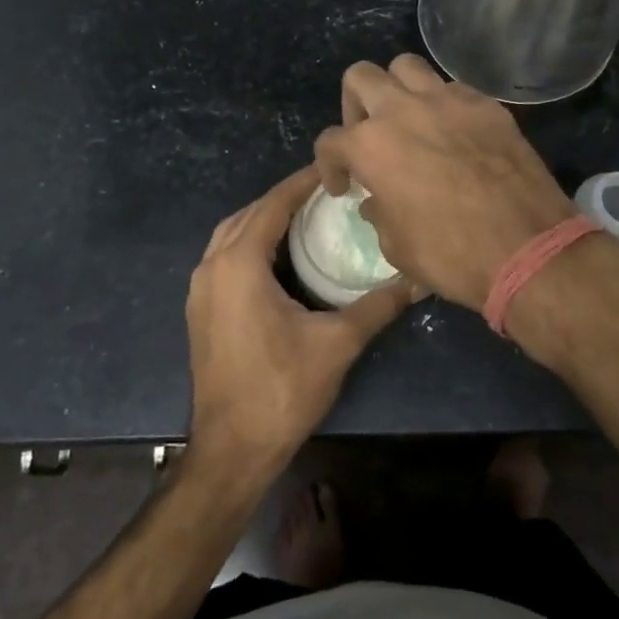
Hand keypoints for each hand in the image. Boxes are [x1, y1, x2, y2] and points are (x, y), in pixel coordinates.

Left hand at [186, 165, 413, 472]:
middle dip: (283, 198)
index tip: (331, 169)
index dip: (301, 183)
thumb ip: (378, 306)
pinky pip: (223, 257)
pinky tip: (277, 256)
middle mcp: (212, 266)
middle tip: (323, 193)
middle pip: (248, 214)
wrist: (232, 449)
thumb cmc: (282, 389)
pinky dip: (248, 243)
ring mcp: (200, 290)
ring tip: (302, 217)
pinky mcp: (199, 310)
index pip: (273, 205)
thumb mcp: (337, 343)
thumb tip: (418, 280)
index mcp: (239, 263)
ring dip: (262, 219)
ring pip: (230, 235)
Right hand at [314, 55, 577, 312]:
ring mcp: (448, 101)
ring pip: (407, 66)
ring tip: (407, 120)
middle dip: (354, 104)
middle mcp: (403, 110)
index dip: (329, 165)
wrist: (527, 249)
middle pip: (361, 77)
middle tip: (366, 136)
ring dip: (397, 90)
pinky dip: (443, 104)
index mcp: (371, 146)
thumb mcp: (396, 247)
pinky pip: (453, 88)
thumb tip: (376, 201)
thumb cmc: (451, 255)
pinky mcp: (486, 105)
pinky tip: (453, 133)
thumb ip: (379, 213)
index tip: (343, 187)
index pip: (330, 141)